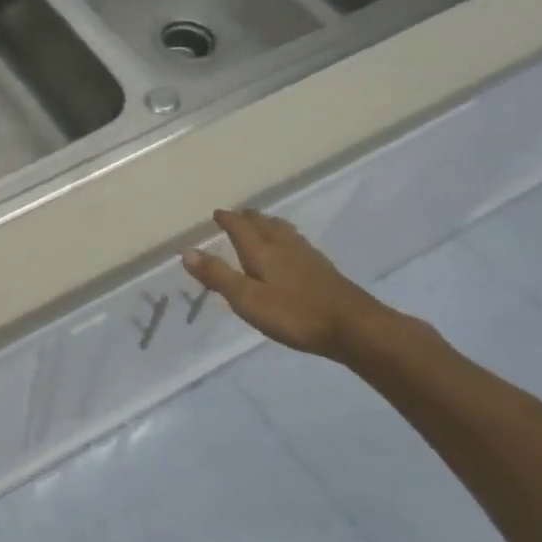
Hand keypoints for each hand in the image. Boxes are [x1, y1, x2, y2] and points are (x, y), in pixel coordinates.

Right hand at [181, 208, 396, 360]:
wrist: (355, 328)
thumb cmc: (295, 315)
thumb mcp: (247, 299)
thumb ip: (218, 276)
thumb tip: (186, 251)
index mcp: (262, 251)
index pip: (240, 227)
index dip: (227, 219)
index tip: (217, 213)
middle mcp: (284, 247)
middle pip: (264, 224)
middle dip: (248, 217)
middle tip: (237, 214)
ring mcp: (307, 256)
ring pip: (283, 231)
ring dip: (269, 223)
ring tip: (263, 223)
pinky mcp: (324, 269)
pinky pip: (298, 242)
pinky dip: (286, 237)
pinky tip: (292, 248)